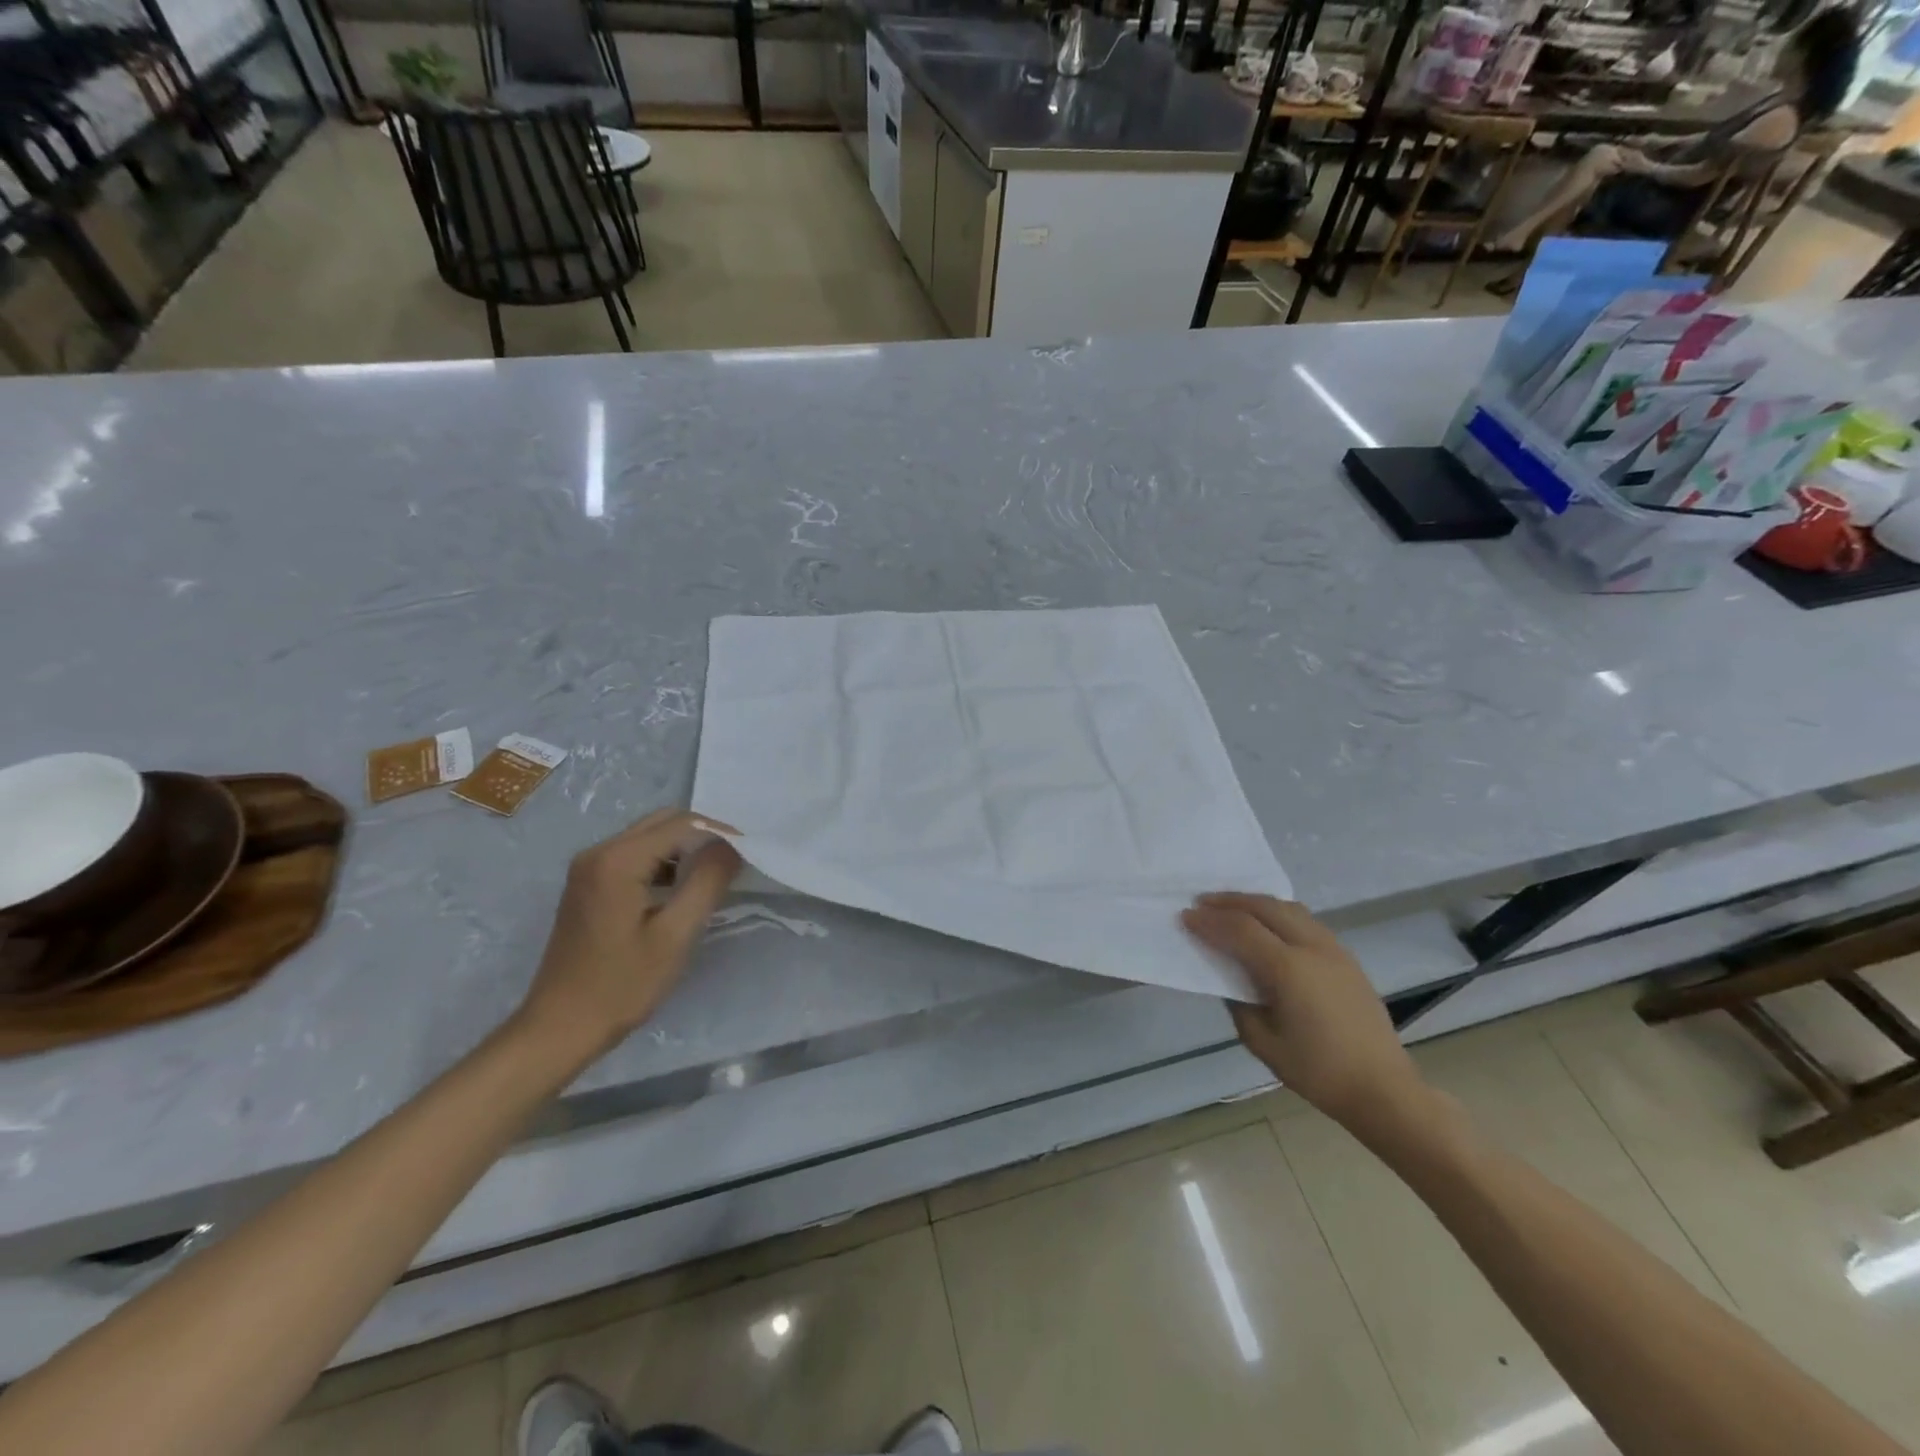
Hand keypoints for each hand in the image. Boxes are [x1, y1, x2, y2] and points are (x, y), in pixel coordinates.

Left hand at [515, 809, 741, 1064]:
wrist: (559, 1027)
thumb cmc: (621, 985)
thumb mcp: (675, 935)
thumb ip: (707, 882)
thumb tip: (732, 846)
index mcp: (617, 860)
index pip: (681, 824)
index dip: (720, 832)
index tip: (750, 851)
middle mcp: (598, 852)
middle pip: (662, 822)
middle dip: (703, 834)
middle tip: (736, 859)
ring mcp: (589, 868)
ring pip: (649, 837)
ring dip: (684, 847)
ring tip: (716, 873)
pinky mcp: (588, 885)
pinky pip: (634, 855)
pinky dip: (663, 861)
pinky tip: (682, 887)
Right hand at [1182, 893, 1426, 1133]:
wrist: (1383, 1090)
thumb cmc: (1319, 1072)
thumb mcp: (1263, 1044)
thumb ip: (1239, 1005)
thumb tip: (1231, 980)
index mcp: (1288, 969)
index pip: (1239, 930)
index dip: (1209, 921)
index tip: (1185, 916)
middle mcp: (1311, 948)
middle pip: (1264, 907)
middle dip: (1229, 901)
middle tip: (1202, 903)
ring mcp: (1333, 950)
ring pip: (1288, 908)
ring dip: (1255, 903)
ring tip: (1232, 907)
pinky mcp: (1346, 958)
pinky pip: (1306, 921)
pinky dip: (1279, 913)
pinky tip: (1268, 925)